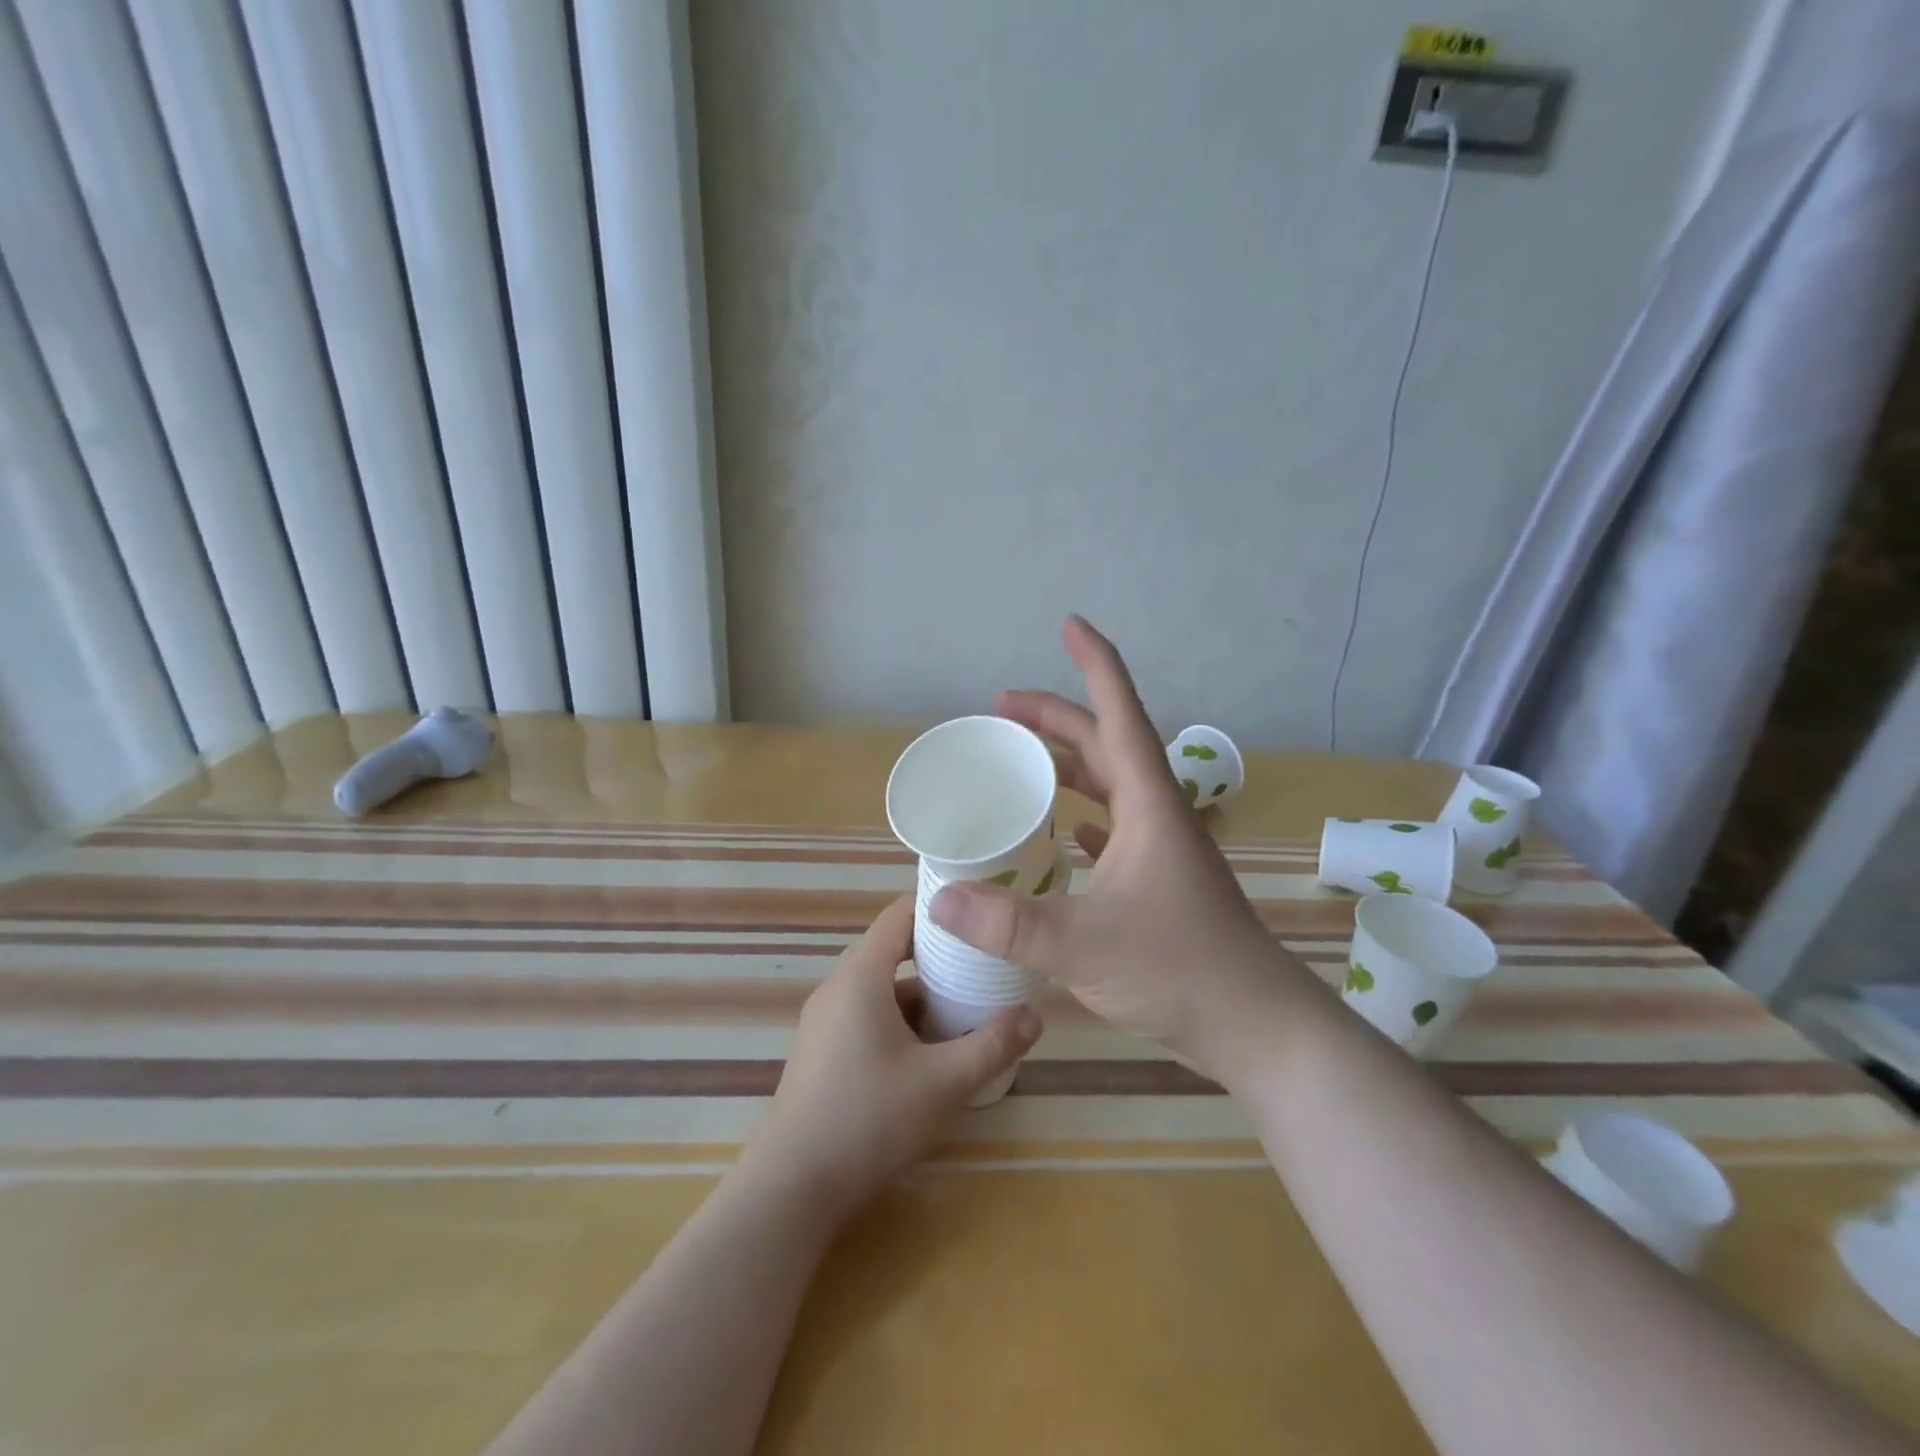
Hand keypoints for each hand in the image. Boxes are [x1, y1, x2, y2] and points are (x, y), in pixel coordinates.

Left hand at [747, 896, 1041, 1218]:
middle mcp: (838, 987)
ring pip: (881, 987)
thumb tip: (1034, 1016)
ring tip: (966, 1009)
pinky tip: (929, 1051)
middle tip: (984, 963)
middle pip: (892, 949)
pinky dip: (899, 1018)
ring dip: (921, 993)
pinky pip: (866, 1013)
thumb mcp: (942, 1083)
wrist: (791, 1186)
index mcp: (860, 977)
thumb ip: (991, 1046)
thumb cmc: (868, 1120)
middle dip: (939, 955)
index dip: (938, 907)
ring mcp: (825, 1019)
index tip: (978, 911)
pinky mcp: (822, 1048)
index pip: (899, 915)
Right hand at [929, 616, 1320, 1086]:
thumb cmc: (1178, 969)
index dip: (1095, 665)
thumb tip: (939, 896)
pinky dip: (1084, 818)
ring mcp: (1161, 848)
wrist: (1256, 1024)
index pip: (1119, 714)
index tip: (1070, 624)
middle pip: (1105, 744)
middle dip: (1055, 718)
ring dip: (1068, 766)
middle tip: (1001, 710)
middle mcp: (1157, 814)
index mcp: (1148, 805)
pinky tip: (1061, 832)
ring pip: (1110, 786)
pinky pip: (1114, 830)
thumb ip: (1008, 922)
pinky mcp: (1160, 880)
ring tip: (1022, 761)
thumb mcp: (1081, 944)